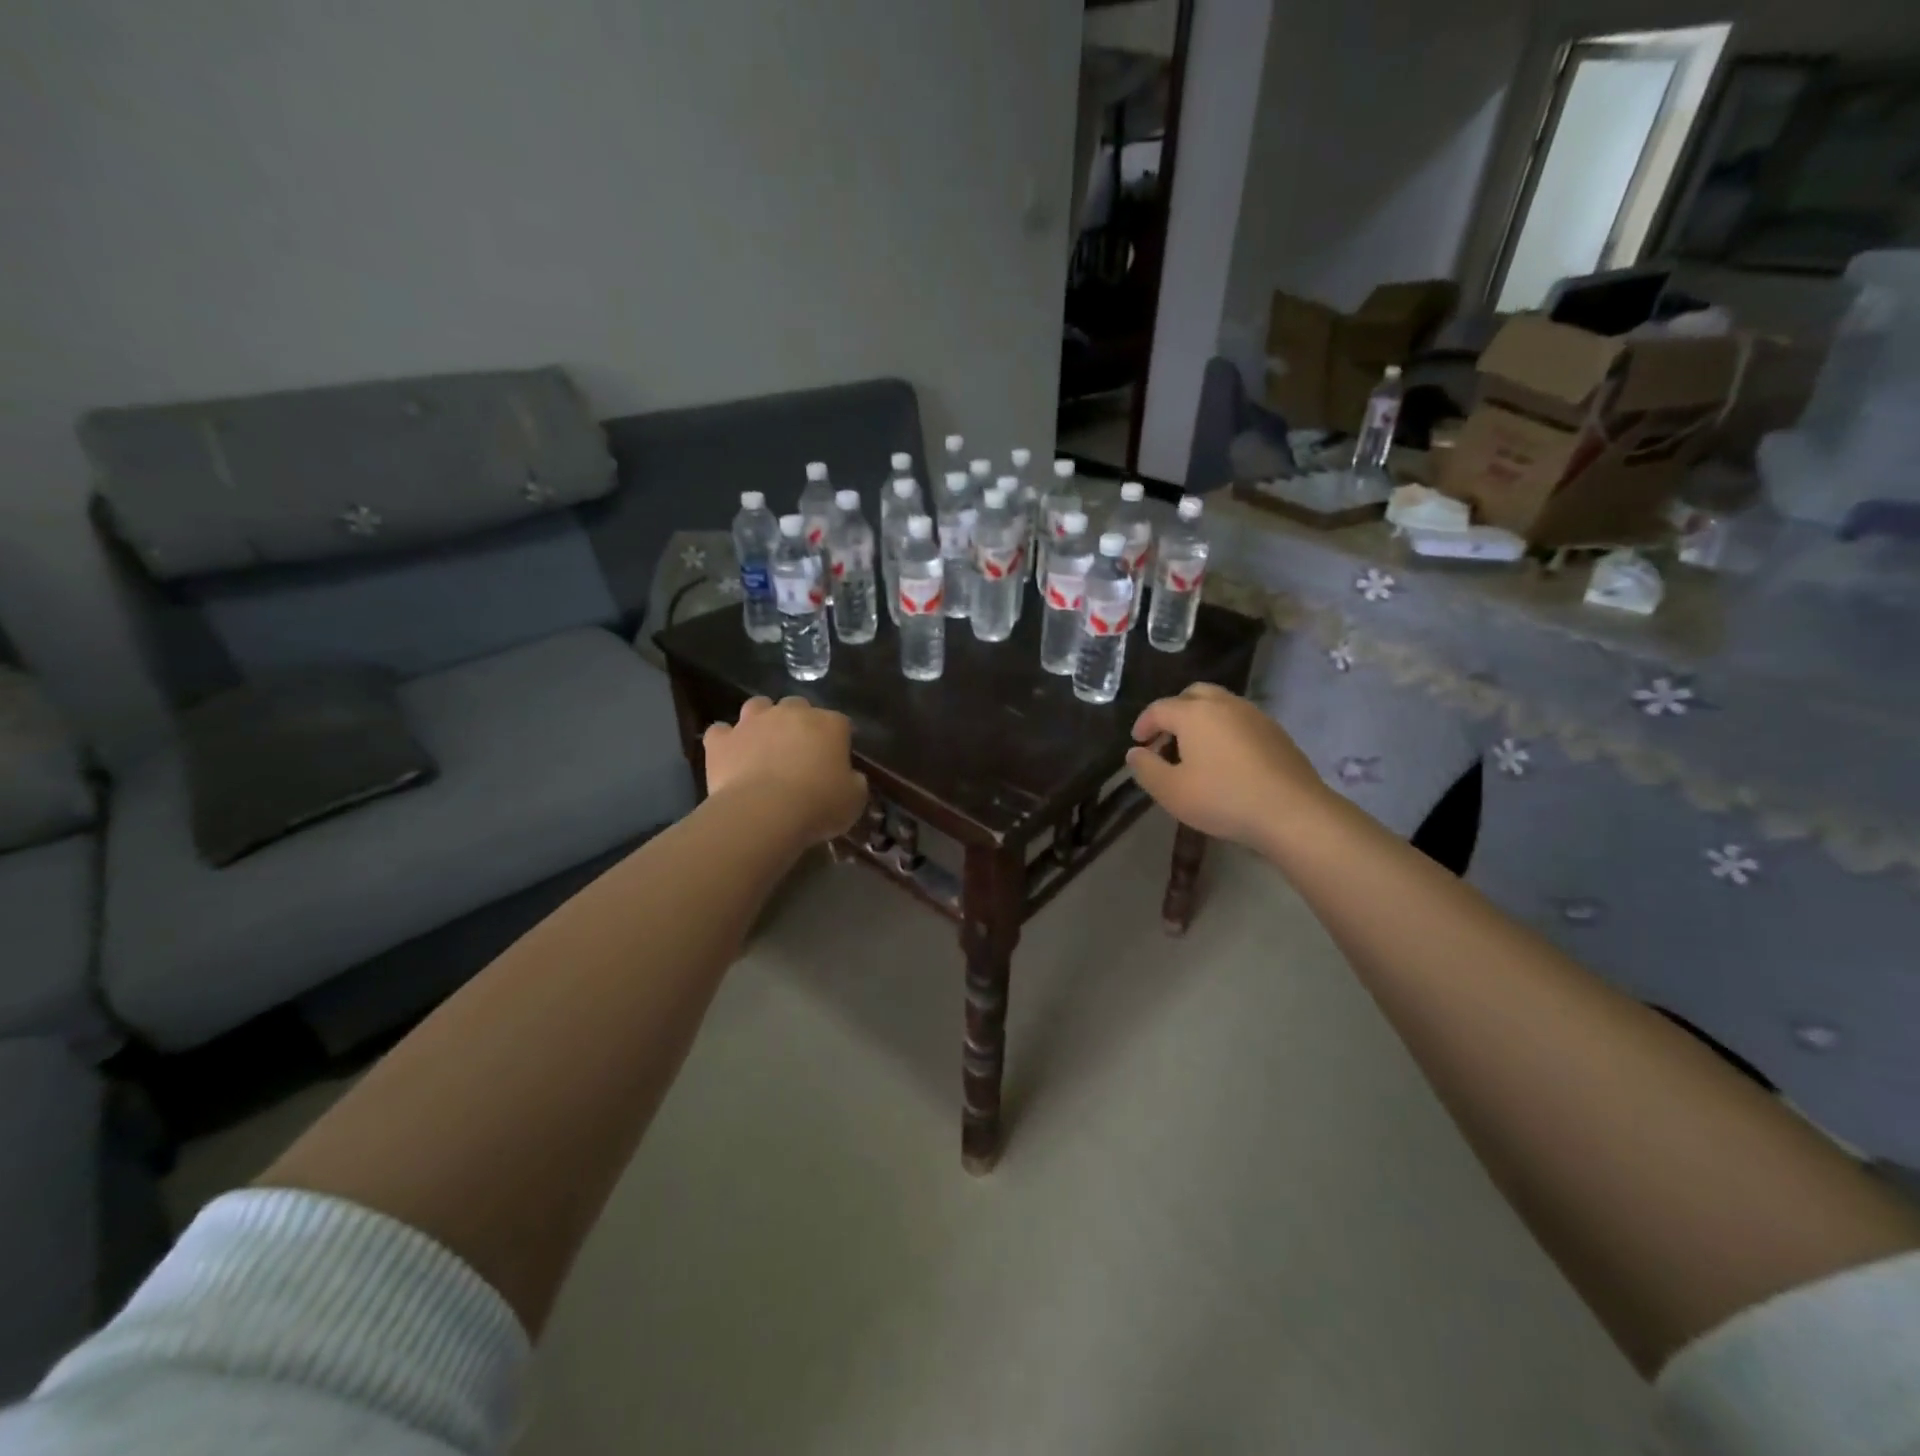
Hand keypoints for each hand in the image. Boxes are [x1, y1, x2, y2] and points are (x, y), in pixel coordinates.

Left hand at [702, 697, 867, 845]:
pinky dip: (725, 740)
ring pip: (757, 706)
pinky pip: (720, 732)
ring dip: (761, 720)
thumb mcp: (854, 800)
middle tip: (798, 751)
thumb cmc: (818, 805)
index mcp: (829, 724)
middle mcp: (791, 713)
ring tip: (762, 744)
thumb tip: (851, 777)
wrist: (764, 812)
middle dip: (798, 723)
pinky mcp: (722, 740)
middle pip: (797, 706)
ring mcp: (753, 722)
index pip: (840, 723)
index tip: (837, 759)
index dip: (838, 739)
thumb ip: (855, 782)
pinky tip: (729, 756)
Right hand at [1126, 683, 1329, 850]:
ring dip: (1201, 720)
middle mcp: (1224, 704)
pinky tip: (1226, 760)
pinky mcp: (1276, 732)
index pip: (1159, 708)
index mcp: (1194, 713)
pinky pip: (1241, 720)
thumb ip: (1146, 769)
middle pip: (1193, 695)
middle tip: (1166, 740)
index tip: (1138, 743)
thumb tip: (1135, 752)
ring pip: (1220, 705)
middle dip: (1174, 712)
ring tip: (1195, 751)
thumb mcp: (1171, 791)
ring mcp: (1254, 715)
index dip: (1144, 724)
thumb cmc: (1223, 799)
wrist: (1292, 812)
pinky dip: (1225, 730)